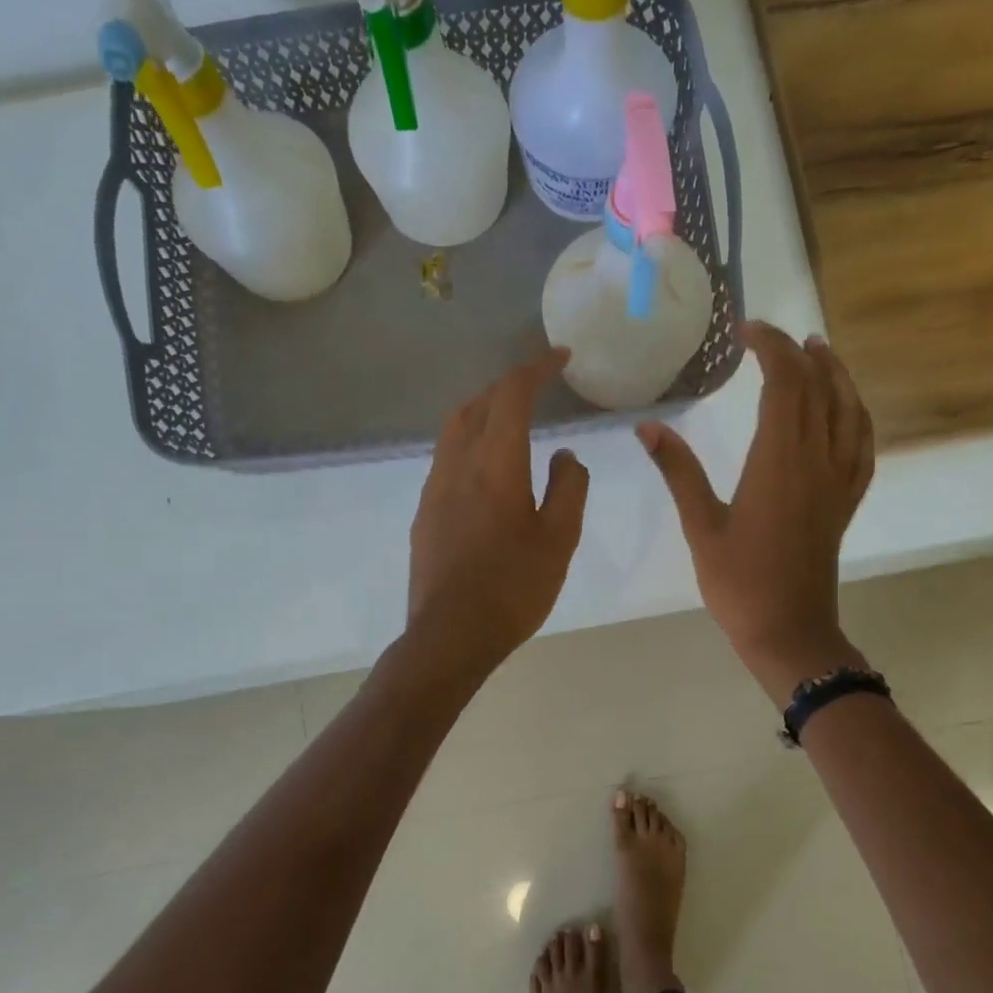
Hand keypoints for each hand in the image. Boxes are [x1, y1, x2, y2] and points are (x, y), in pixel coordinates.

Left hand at [407, 351, 589, 676]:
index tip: (560, 358)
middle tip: (537, 390)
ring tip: (511, 424)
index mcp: (495, 463)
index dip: (536, 369)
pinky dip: (469, 444)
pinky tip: (487, 473)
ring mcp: (434, 488)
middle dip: (507, 388)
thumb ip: (569, 488)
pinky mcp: (424, 513)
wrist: (450, 635)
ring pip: (454, 430)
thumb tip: (565, 455)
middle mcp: (457, 464)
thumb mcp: (559, 539)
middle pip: (477, 404)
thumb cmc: (513, 587)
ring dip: (484, 413)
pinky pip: (446, 459)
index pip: (512, 395)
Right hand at [637, 322, 875, 702]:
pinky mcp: (846, 501)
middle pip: (817, 389)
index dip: (770, 348)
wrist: (789, 631)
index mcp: (779, 461)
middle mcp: (816, 460)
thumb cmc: (739, 583)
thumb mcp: (701, 526)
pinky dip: (857, 415)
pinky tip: (848, 408)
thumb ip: (679, 471)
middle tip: (769, 336)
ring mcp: (838, 481)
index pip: (785, 384)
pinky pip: (863, 446)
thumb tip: (649, 427)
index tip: (745, 332)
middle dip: (796, 353)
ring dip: (835, 374)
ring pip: (848, 410)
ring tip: (819, 350)